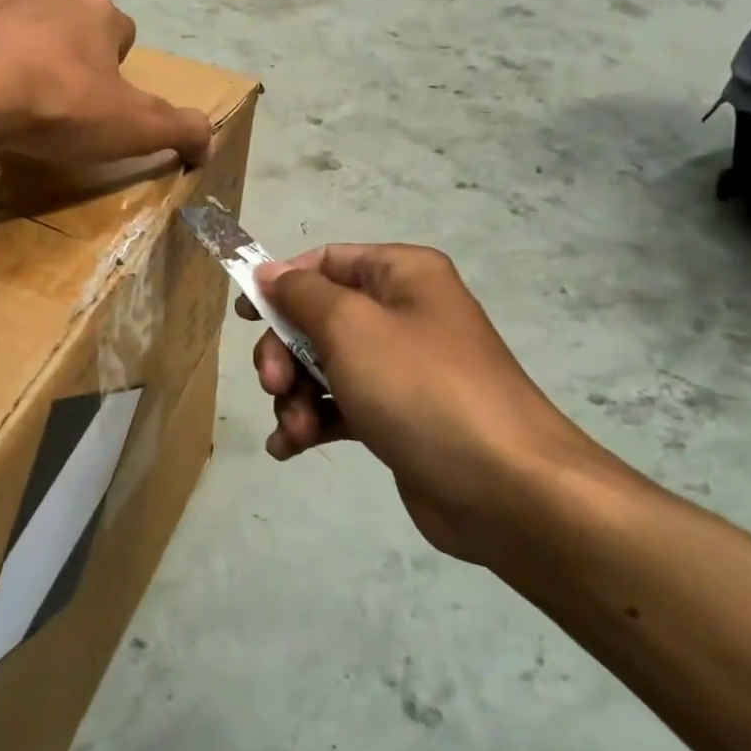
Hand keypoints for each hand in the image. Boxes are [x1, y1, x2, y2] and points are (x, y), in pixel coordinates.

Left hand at [0, 0, 211, 166]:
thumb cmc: (59, 107)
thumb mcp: (134, 129)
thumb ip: (181, 131)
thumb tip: (209, 144)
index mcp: (100, 15)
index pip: (122, 32)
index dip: (116, 67)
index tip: (101, 102)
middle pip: (72, 22)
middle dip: (69, 54)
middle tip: (57, 102)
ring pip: (22, 20)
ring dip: (23, 49)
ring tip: (12, 96)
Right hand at [244, 244, 599, 565]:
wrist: (504, 489)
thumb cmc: (421, 389)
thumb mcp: (351, 328)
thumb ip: (301, 295)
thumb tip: (268, 271)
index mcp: (402, 275)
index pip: (326, 261)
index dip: (281, 283)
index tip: (246, 316)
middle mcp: (404, 314)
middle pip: (318, 318)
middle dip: (285, 353)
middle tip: (273, 385)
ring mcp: (401, 369)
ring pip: (324, 367)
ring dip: (294, 396)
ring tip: (296, 430)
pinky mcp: (397, 417)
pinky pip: (340, 407)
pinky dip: (312, 423)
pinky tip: (291, 448)